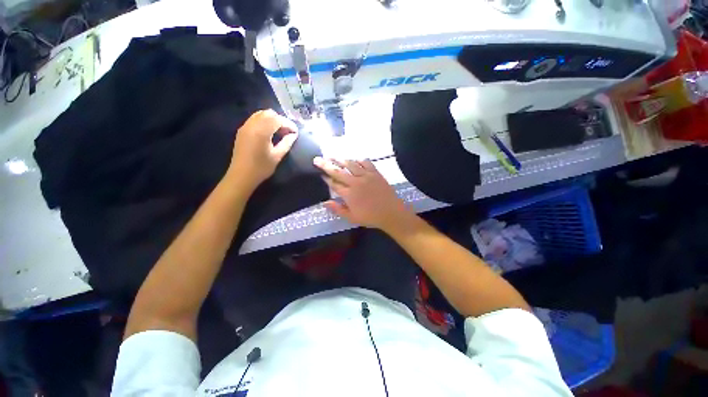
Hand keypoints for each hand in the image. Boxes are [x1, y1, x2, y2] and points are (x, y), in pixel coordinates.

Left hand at [226, 109, 297, 189]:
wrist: (241, 175)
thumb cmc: (261, 167)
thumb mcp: (277, 156)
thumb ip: (287, 143)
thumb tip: (294, 135)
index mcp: (261, 131)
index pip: (278, 120)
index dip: (289, 124)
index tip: (296, 132)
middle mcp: (252, 125)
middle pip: (269, 113)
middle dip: (281, 120)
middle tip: (288, 131)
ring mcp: (245, 126)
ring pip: (261, 114)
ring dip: (272, 120)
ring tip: (279, 131)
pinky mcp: (242, 131)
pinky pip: (255, 119)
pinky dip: (264, 122)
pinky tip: (269, 133)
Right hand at [313, 157, 412, 231]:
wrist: (391, 213)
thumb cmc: (371, 217)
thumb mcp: (352, 218)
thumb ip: (338, 209)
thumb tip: (325, 202)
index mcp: (349, 194)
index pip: (334, 184)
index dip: (326, 179)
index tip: (320, 174)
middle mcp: (355, 182)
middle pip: (338, 171)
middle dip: (326, 165)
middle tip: (317, 159)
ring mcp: (366, 176)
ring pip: (350, 164)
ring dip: (340, 160)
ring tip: (333, 156)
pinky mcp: (375, 173)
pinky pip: (366, 163)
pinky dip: (359, 160)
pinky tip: (355, 160)